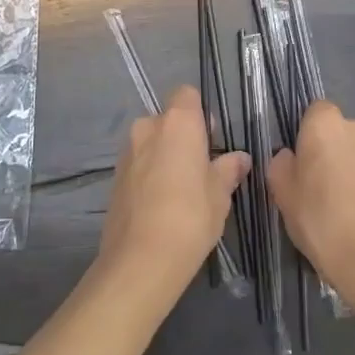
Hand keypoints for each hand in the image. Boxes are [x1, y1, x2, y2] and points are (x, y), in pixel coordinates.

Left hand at [97, 85, 248, 311]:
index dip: (200, 113)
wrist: (140, 260)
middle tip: (199, 168)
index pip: (187, 94)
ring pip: (151, 141)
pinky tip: (160, 204)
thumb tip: (240, 158)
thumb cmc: (190, 217)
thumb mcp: (220, 195)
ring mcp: (127, 151)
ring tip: (180, 190)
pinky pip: (138, 163)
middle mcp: (148, 127)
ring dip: (164, 155)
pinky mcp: (114, 177)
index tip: (211, 141)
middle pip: (168, 119)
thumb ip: (228, 170)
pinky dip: (149, 173)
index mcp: (178, 122)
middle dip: (182, 136)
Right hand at [268, 101, 354, 321]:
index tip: (299, 161)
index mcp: (327, 124)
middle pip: (340, 132)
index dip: (305, 133)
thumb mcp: (282, 193)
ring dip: (352, 169)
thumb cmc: (320, 220)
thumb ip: (280, 165)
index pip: (314, 111)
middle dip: (331, 151)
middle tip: (317, 186)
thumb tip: (289, 157)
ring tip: (342, 207)